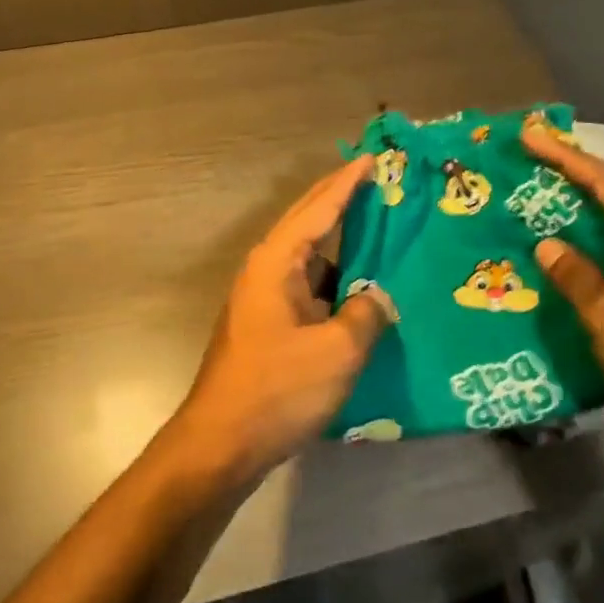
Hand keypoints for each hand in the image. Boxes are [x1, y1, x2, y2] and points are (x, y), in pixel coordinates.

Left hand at [168, 156, 393, 483]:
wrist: (221, 443)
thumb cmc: (277, 390)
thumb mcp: (337, 351)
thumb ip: (366, 315)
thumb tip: (378, 298)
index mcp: (276, 262)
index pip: (318, 208)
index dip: (347, 182)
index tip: (372, 159)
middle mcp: (267, 271)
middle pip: (309, 224)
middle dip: (342, 201)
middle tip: (380, 183)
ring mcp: (265, 300)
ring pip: (310, 259)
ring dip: (342, 245)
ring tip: (382, 232)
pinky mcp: (270, 327)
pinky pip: (310, 289)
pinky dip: (337, 282)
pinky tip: (363, 292)